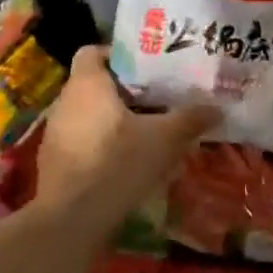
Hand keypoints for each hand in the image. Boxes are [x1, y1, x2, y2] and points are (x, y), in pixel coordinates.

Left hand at [34, 47, 219, 224]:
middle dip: (126, 91)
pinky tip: (128, 162)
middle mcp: (65, 102)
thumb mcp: (164, 139)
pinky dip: (103, 145)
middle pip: (96, 84)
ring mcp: (55, 134)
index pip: (94, 51)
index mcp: (86, 84)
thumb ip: (190, 119)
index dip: (119, 55)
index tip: (147, 69)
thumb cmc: (116, 163)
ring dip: (115, 120)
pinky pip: (83, 141)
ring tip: (147, 131)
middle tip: (158, 99)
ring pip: (90, 115)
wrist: (70, 222)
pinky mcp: (54, 164)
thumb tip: (217, 108)